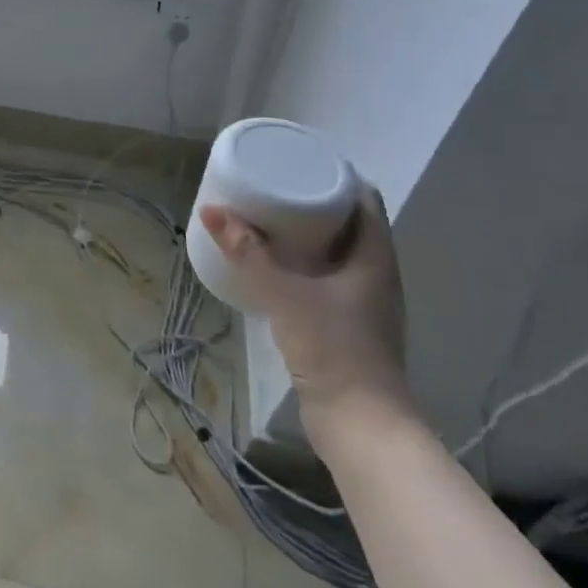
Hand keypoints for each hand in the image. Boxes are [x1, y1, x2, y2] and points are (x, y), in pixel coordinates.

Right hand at [197, 185, 417, 443]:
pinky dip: (304, 264)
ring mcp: (364, 305)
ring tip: (269, 218)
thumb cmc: (334, 349)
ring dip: (309, 235)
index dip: (339, 176)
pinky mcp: (347, 328)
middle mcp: (376, 276)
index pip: (365, 201)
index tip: (302, 160)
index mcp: (374, 259)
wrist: (361, 427)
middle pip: (350, 225)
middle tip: (276, 184)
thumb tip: (211, 210)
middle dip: (316, 202)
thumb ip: (248, 253)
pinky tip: (275, 267)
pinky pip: (326, 280)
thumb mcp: (284, 294)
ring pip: (338, 254)